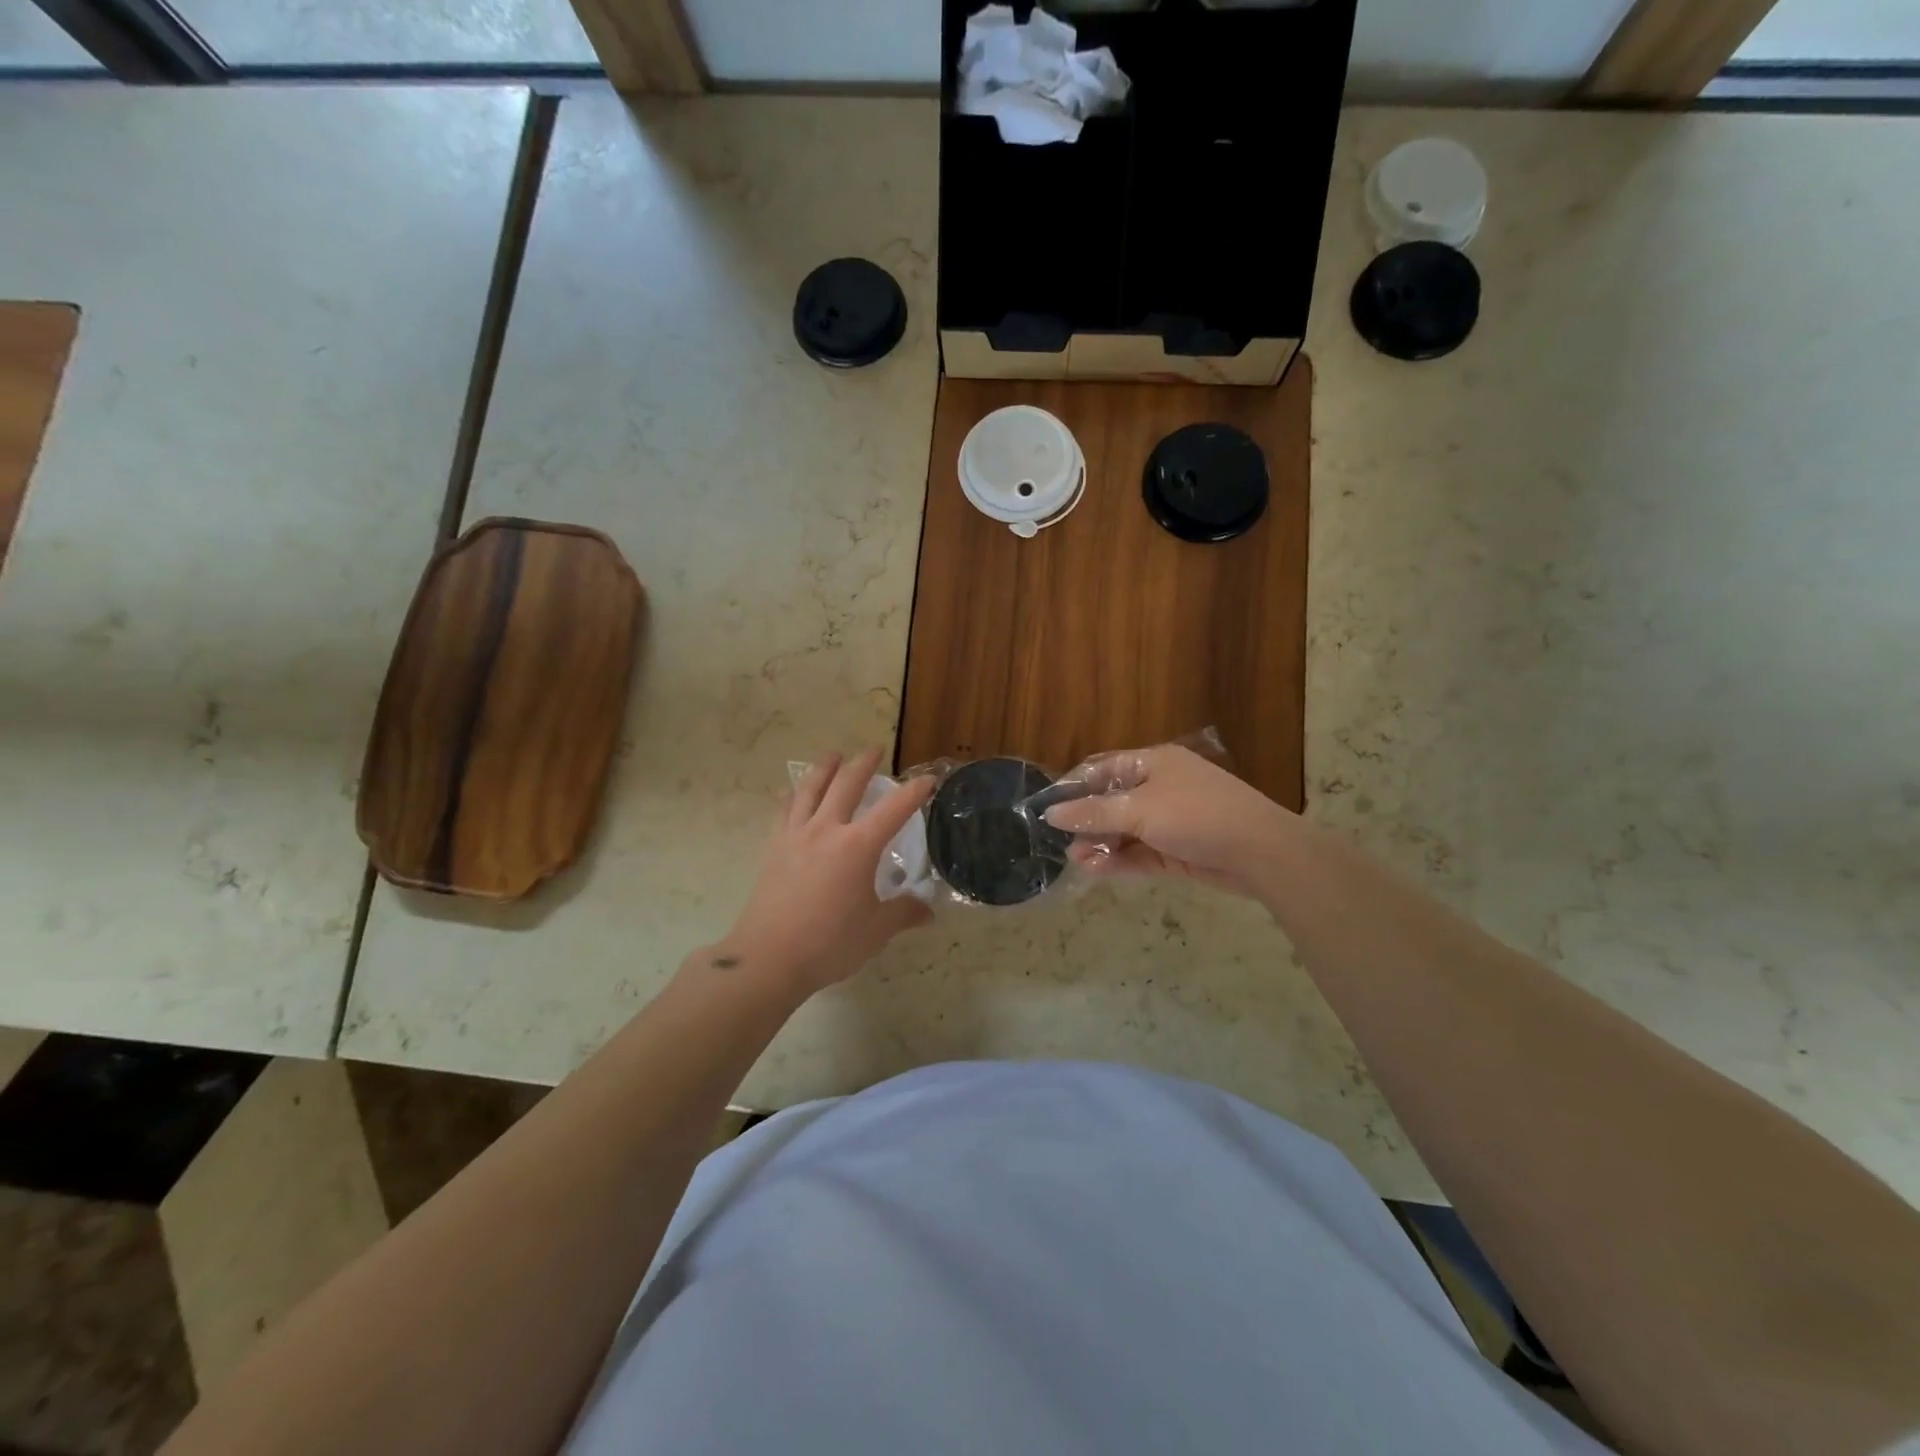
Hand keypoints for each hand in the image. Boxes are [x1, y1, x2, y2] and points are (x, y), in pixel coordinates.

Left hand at [715, 749, 935, 995]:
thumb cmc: (829, 943)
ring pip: (810, 789)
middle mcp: (826, 830)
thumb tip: (927, 911)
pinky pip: (784, 809)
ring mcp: (795, 836)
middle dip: (864, 764)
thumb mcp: (875, 931)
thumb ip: (903, 914)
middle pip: (846, 785)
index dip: (914, 792)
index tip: (928, 780)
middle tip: (874, 750)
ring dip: (825, 768)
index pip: (894, 809)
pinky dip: (793, 794)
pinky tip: (793, 791)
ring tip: (833, 755)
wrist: (768, 958)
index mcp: (858, 846)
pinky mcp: (773, 848)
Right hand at [1043, 743, 1297, 899]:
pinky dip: (1118, 860)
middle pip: (1112, 802)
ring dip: (1100, 844)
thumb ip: (1094, 813)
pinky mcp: (1176, 851)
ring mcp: (1169, 821)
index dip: (1075, 786)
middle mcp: (1160, 788)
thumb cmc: (1197, 816)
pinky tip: (1095, 870)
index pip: (1104, 769)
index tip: (1048, 807)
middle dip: (1086, 821)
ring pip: (1124, 831)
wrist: (1260, 853)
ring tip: (1076, 860)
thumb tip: (1051, 814)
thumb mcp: (1140, 810)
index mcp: (1154, 764)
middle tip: (1062, 840)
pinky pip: (1139, 853)